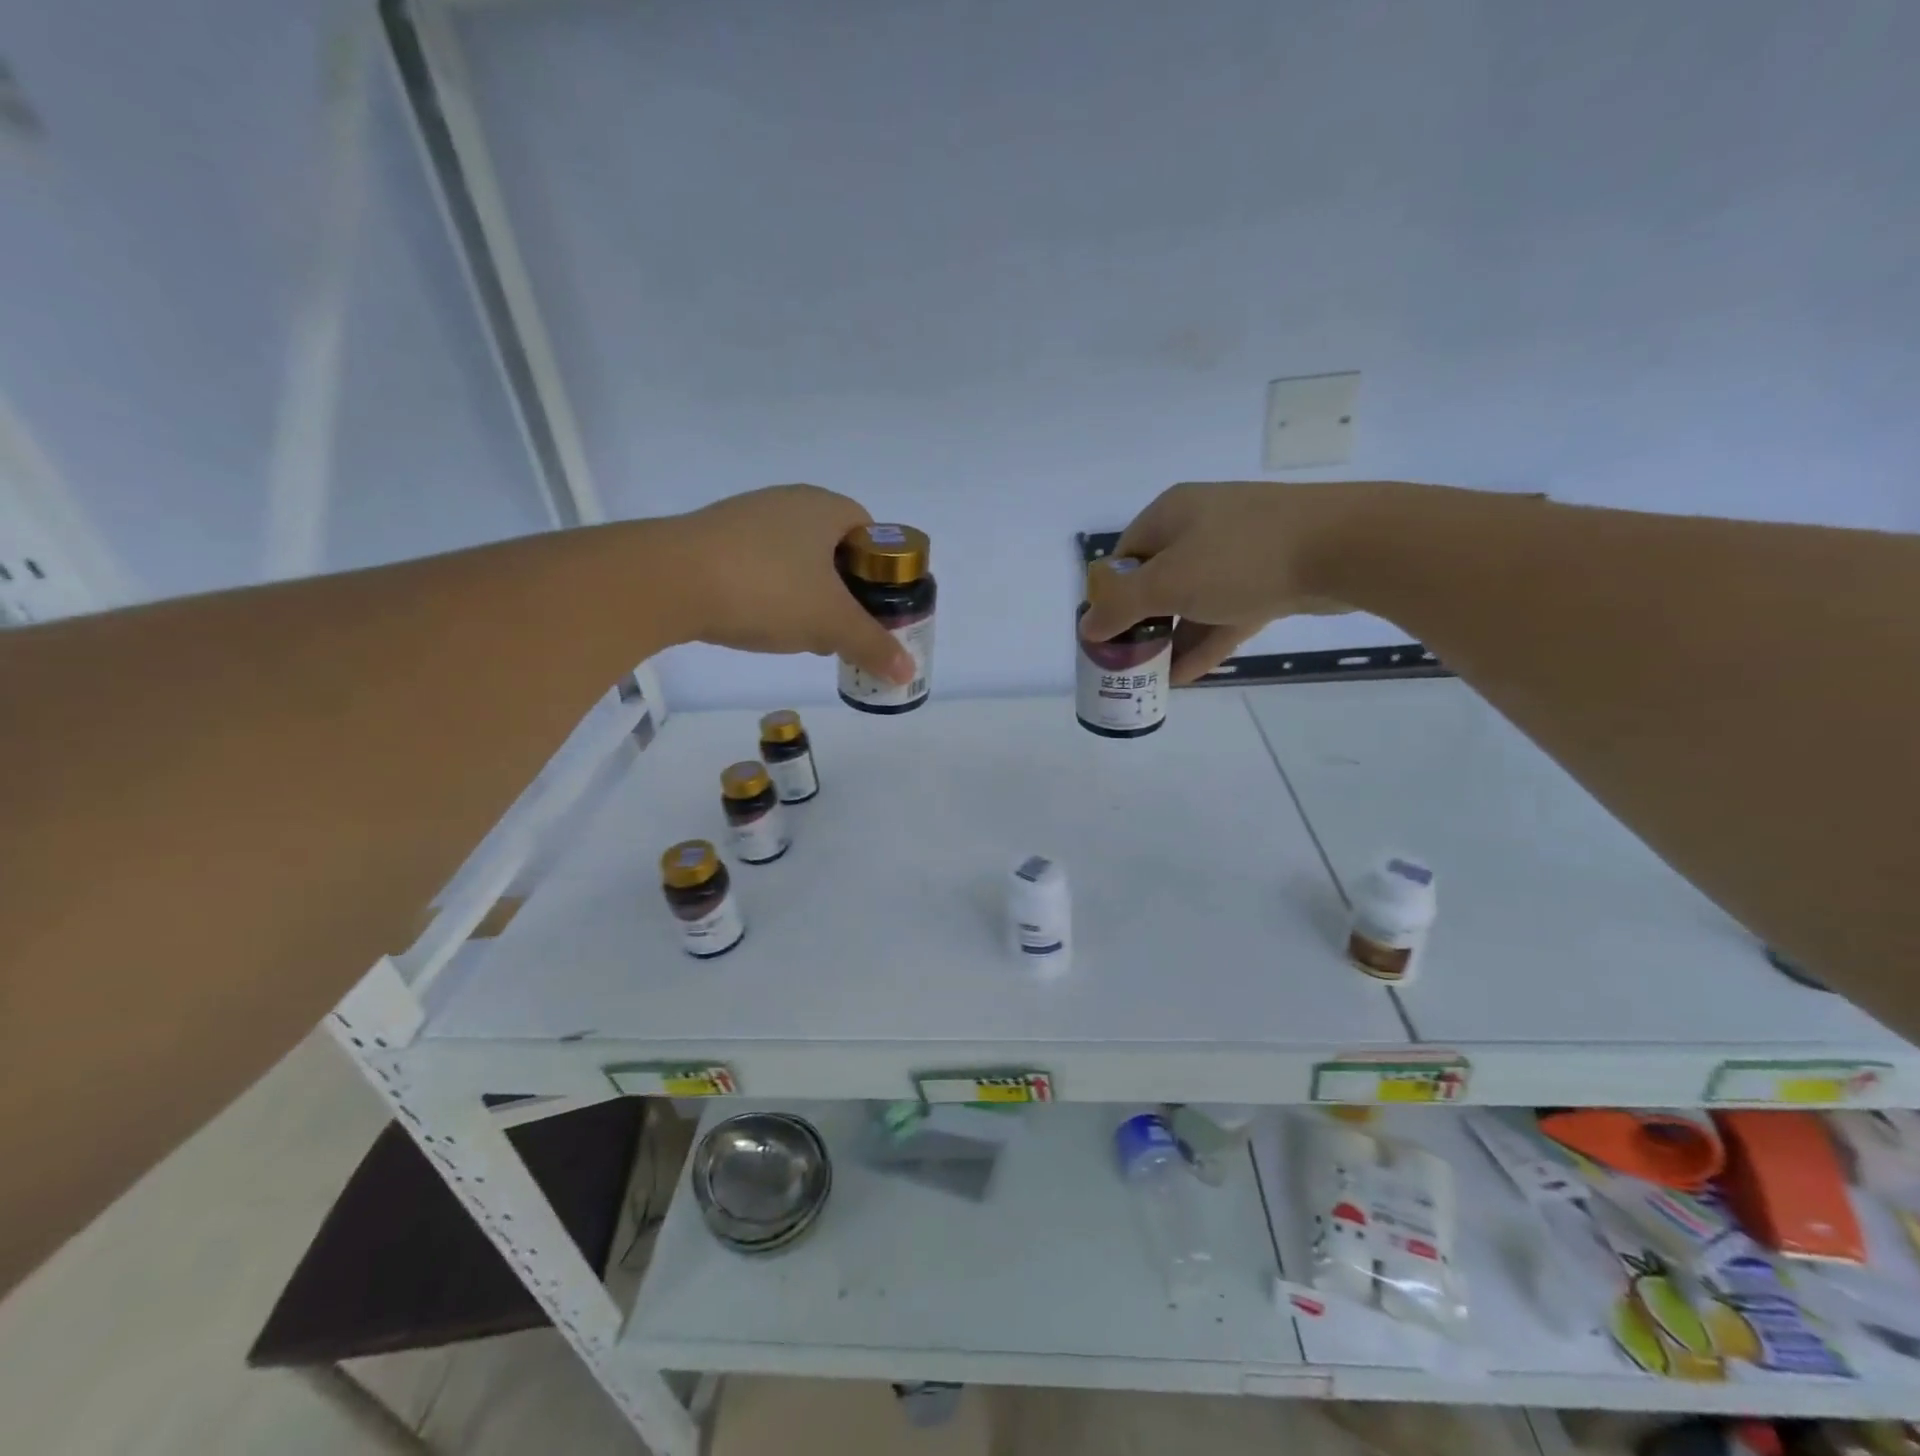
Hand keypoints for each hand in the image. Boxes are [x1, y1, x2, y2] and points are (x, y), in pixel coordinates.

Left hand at [665, 484, 915, 681]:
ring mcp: (748, 516)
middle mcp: (789, 501)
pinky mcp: (714, 537)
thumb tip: (909, 673)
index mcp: (825, 508)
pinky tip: (761, 621)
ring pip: (796, 558)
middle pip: (834, 547)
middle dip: (844, 589)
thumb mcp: (830, 623)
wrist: (669, 580)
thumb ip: (872, 645)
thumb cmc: (768, 589)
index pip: (871, 533)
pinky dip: (770, 591)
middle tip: (843, 626)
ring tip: (803, 632)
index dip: (881, 572)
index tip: (876, 607)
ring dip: (807, 594)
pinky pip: (760, 564)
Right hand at [1077, 481, 1392, 683]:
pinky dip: (1205, 642)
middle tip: (1128, 661)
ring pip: (1194, 602)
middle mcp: (1202, 528)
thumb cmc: (1240, 557)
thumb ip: (1122, 607)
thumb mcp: (1168, 583)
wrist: (1344, 548)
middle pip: (1158, 581)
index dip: (1110, 595)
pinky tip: (1184, 677)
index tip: (1105, 634)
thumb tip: (1085, 627)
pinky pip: (1226, 614)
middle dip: (1142, 624)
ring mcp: (1239, 553)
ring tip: (1151, 678)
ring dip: (1173, 640)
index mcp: (1172, 515)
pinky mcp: (1269, 579)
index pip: (1125, 555)